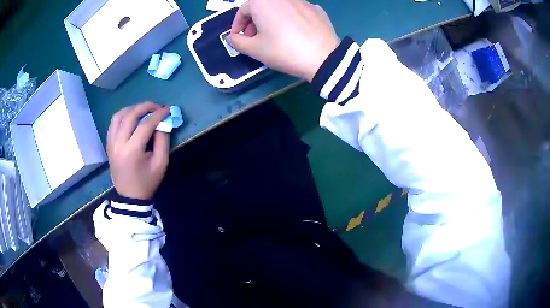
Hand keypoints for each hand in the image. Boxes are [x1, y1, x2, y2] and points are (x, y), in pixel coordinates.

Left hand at [107, 102, 169, 199]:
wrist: (129, 196)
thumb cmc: (147, 182)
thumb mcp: (161, 164)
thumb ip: (163, 141)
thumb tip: (162, 122)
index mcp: (132, 151)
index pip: (145, 125)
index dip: (158, 115)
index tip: (167, 109)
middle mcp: (118, 143)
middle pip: (130, 115)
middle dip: (145, 107)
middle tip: (157, 106)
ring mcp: (111, 143)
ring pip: (119, 116)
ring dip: (132, 109)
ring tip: (144, 110)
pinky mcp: (108, 144)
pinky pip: (114, 123)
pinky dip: (123, 115)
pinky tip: (132, 117)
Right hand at [228, 0, 338, 81]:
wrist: (323, 57)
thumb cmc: (284, 50)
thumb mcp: (254, 49)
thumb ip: (237, 42)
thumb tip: (232, 37)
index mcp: (262, 2)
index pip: (242, 10)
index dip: (237, 25)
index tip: (239, 37)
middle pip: (261, 6)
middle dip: (254, 21)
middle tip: (255, 37)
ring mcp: (301, 0)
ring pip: (279, 7)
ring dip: (271, 18)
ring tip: (274, 35)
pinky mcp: (316, 8)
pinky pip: (296, 11)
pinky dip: (289, 18)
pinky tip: (293, 32)